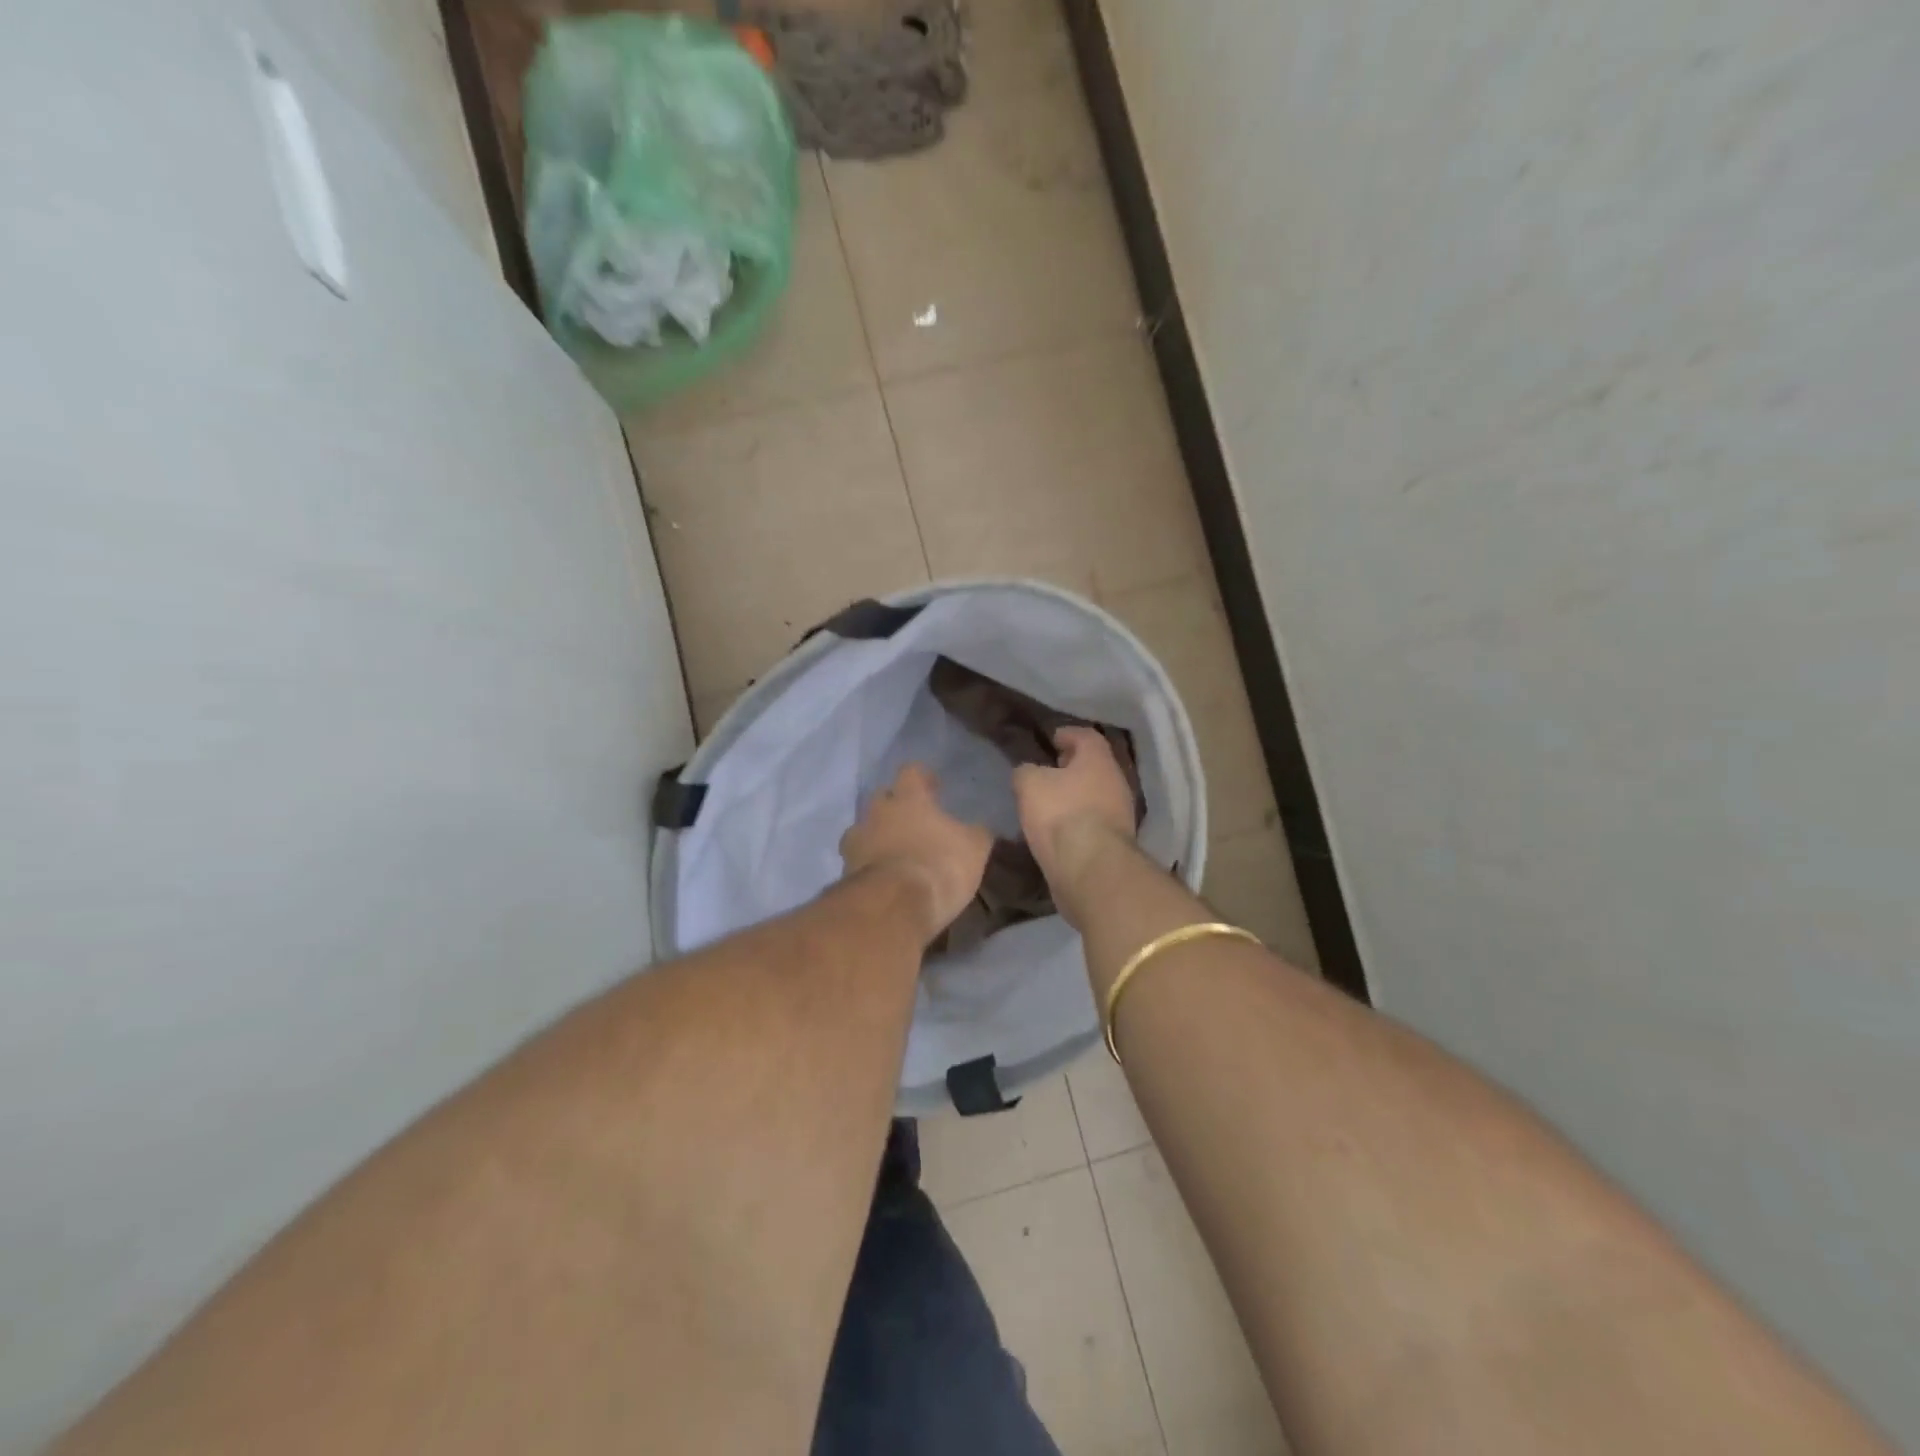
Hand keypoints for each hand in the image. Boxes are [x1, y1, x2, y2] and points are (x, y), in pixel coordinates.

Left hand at [840, 765, 992, 944]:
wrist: (894, 907)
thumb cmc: (940, 865)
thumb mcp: (974, 849)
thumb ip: (975, 833)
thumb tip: (980, 828)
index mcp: (908, 797)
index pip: (911, 771)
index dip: (923, 779)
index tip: (933, 789)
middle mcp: (877, 811)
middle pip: (882, 798)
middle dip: (895, 808)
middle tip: (913, 823)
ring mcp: (856, 841)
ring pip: (864, 829)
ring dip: (877, 837)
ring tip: (894, 854)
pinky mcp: (845, 871)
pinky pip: (858, 860)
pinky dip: (869, 866)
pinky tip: (884, 879)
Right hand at [1013, 727, 1136, 916]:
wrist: (1091, 869)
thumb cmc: (1060, 814)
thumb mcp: (1029, 784)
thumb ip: (1026, 772)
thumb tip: (1028, 773)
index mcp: (1098, 759)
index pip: (1086, 736)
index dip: (1068, 734)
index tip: (1051, 739)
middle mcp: (1116, 782)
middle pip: (1094, 766)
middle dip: (1073, 767)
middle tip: (1049, 770)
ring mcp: (1120, 814)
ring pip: (1096, 795)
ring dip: (1076, 796)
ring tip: (1049, 802)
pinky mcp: (1116, 843)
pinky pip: (1094, 822)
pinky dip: (1078, 821)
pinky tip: (1059, 829)